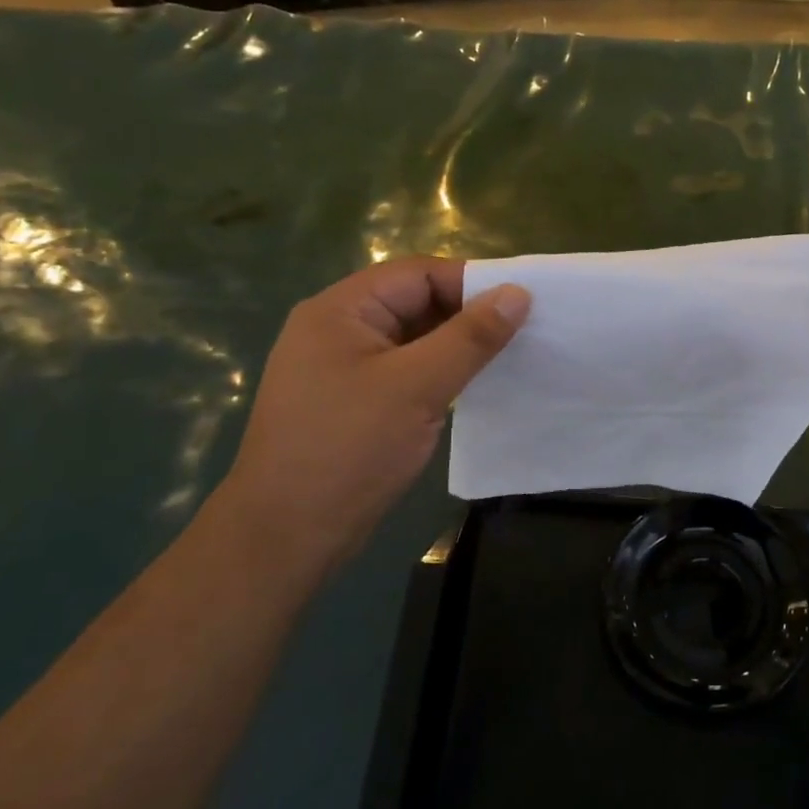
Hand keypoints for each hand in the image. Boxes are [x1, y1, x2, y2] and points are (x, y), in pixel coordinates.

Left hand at [211, 257, 528, 577]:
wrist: (287, 535)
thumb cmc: (350, 449)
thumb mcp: (418, 387)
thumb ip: (470, 337)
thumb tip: (517, 294)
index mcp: (340, 310)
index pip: (416, 273)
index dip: (470, 283)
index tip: (521, 305)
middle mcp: (337, 329)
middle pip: (414, 303)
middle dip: (466, 315)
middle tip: (521, 334)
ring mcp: (342, 368)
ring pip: (412, 340)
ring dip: (455, 347)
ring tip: (506, 359)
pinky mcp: (352, 402)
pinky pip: (404, 371)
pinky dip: (438, 374)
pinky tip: (472, 388)